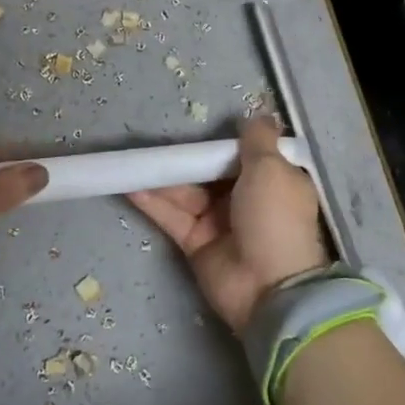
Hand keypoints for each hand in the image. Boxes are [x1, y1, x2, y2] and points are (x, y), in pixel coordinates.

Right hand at [127, 117, 328, 333]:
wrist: (270, 289)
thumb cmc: (275, 219)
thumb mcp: (272, 169)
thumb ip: (259, 140)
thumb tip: (257, 115)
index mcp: (272, 181)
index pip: (245, 154)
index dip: (223, 142)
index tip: (199, 125)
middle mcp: (246, 199)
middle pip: (209, 171)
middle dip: (185, 157)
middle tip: (154, 138)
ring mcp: (219, 221)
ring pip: (186, 191)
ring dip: (162, 176)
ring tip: (132, 158)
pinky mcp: (195, 242)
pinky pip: (171, 215)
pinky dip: (151, 201)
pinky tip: (129, 183)